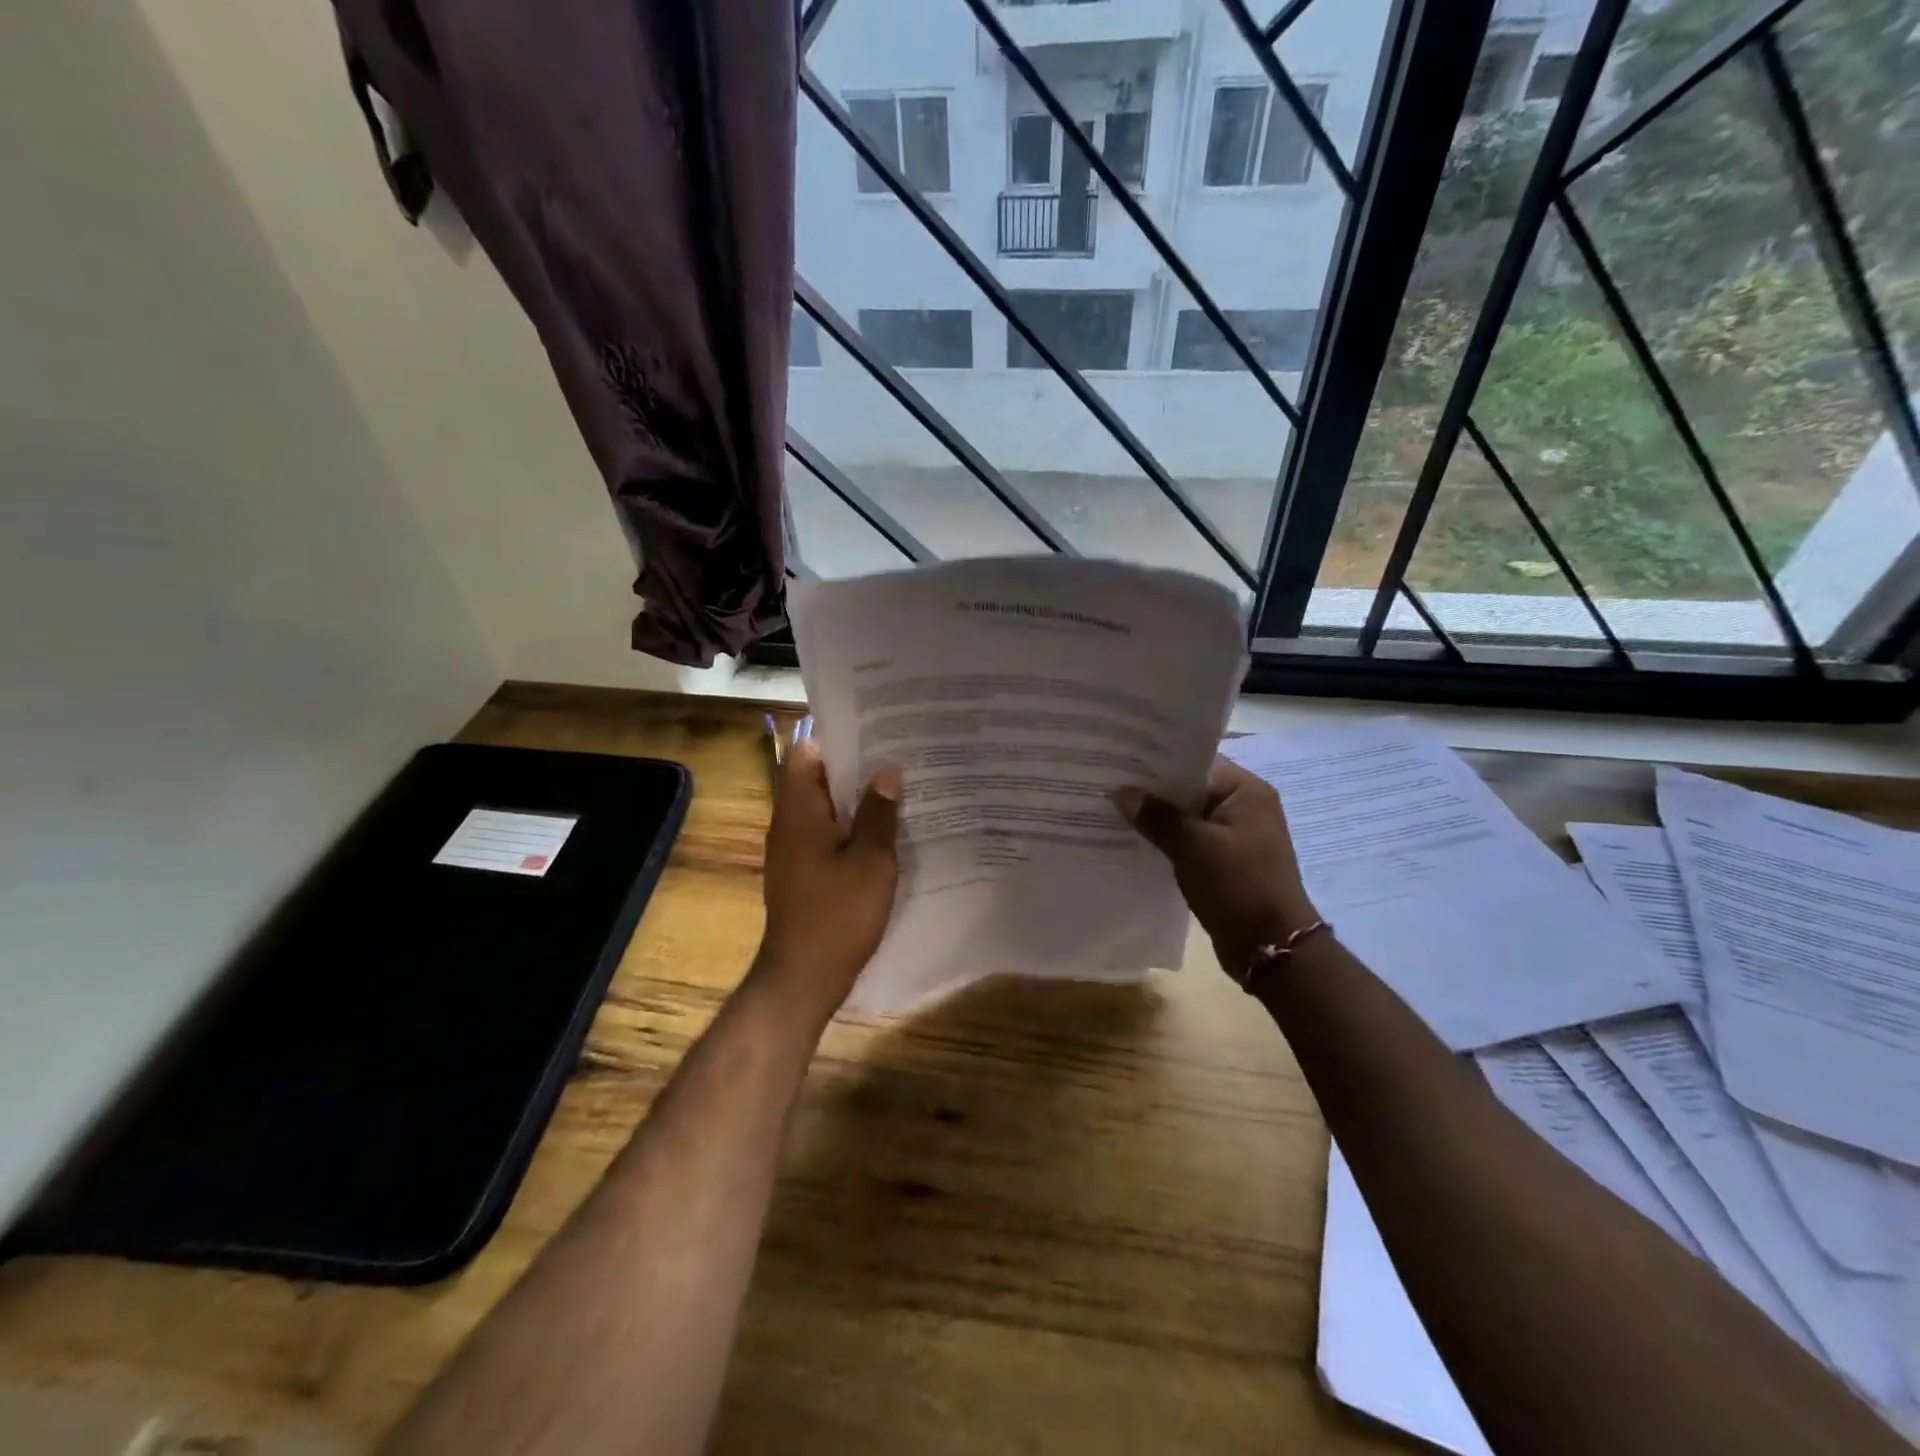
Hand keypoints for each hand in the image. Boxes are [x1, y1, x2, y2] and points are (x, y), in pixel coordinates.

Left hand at [757, 739, 901, 1021]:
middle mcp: (788, 822)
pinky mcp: (801, 871)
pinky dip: (850, 825)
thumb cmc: (838, 914)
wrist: (803, 976)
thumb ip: (880, 813)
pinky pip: (825, 833)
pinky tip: (884, 831)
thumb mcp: (871, 861)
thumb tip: (887, 771)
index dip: (838, 737)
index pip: (807, 752)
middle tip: (898, 755)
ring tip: (899, 786)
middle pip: (817, 778)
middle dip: (854, 766)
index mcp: (799, 810)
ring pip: (824, 807)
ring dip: (855, 797)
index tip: (876, 730)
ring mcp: (792, 849)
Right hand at [1116, 757, 1319, 978]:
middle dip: (1153, 791)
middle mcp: (1245, 808)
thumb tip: (1122, 792)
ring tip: (1113, 810)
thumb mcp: (1193, 846)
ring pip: (1188, 818)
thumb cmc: (1238, 885)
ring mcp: (1236, 837)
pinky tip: (1134, 841)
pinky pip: (1190, 841)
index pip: (1197, 762)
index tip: (1122, 760)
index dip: (1159, 761)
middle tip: (1109, 783)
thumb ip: (1157, 816)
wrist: (1270, 948)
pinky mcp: (1225, 862)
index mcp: (1247, 791)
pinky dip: (1167, 841)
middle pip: (1191, 789)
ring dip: (1158, 818)